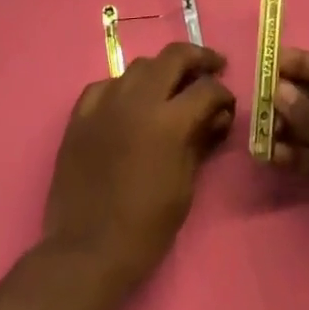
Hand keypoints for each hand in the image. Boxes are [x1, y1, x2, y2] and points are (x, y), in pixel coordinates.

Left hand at [43, 42, 235, 296]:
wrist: (86, 252)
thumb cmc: (145, 228)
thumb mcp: (185, 187)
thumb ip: (201, 141)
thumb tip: (218, 116)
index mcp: (168, 122)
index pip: (206, 88)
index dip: (223, 93)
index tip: (227, 105)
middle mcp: (137, 100)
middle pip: (174, 57)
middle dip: (199, 58)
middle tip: (213, 66)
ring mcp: (105, 103)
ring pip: (140, 65)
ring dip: (161, 71)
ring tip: (171, 85)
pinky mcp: (81, 114)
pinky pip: (107, 84)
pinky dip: (124, 87)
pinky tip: (129, 102)